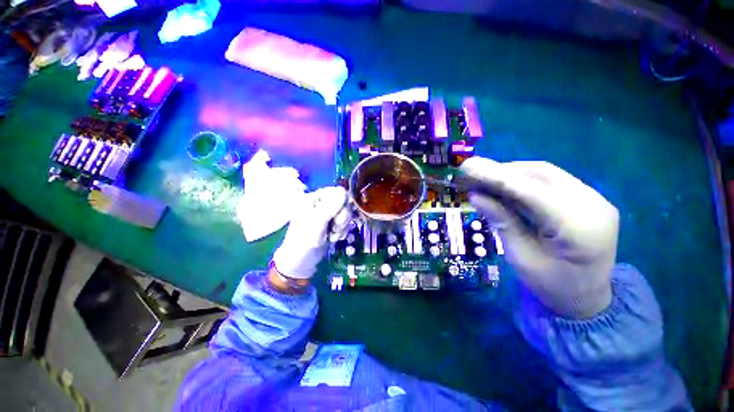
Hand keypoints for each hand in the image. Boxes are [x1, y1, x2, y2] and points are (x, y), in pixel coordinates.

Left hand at [272, 186, 350, 280]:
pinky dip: (342, 231)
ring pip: (346, 213)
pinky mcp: (333, 224)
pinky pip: (345, 223)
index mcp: (315, 198)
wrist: (301, 261)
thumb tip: (344, 191)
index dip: (342, 204)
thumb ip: (331, 206)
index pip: (337, 192)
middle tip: (335, 227)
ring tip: (332, 235)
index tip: (338, 216)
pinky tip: (334, 238)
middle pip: (344, 203)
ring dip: (342, 226)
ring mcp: (328, 214)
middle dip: (342, 217)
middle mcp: (322, 203)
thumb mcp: (317, 222)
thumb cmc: (304, 239)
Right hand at [460, 157, 619, 318]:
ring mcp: (595, 199)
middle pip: (540, 174)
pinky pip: (551, 180)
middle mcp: (593, 205)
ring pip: (545, 173)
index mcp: (579, 228)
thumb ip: (501, 222)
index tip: (467, 168)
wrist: (589, 299)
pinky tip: (504, 185)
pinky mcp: (588, 198)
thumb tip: (476, 196)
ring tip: (484, 177)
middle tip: (471, 171)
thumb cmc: (552, 286)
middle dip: (502, 171)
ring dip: (511, 173)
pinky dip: (523, 180)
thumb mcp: (521, 257)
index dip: (496, 177)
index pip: (531, 191)